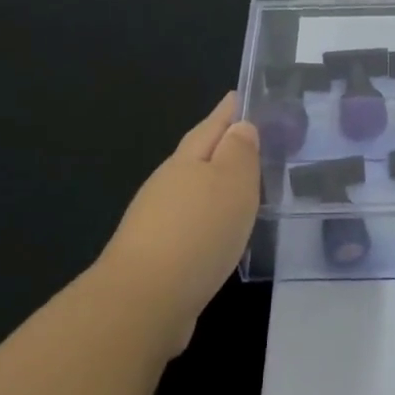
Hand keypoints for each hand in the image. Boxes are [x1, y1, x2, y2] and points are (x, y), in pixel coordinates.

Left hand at [97, 93, 260, 355]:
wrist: (146, 299)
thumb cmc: (198, 232)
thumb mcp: (231, 184)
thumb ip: (239, 154)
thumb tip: (241, 126)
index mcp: (186, 162)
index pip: (211, 127)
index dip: (227, 112)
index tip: (239, 95)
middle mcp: (167, 185)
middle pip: (197, 156)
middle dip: (219, 145)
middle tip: (247, 136)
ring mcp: (158, 221)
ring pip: (193, 191)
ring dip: (215, 184)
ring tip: (242, 183)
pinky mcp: (160, 255)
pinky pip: (192, 224)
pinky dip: (209, 219)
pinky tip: (222, 230)